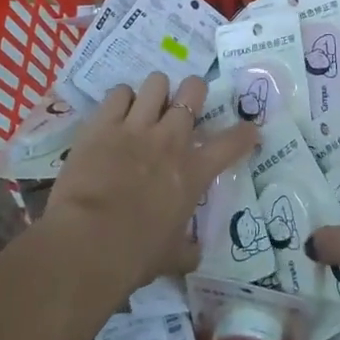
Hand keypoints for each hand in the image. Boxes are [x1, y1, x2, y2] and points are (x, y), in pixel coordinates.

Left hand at [41, 73, 259, 292]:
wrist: (89, 242)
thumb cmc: (136, 254)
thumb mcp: (172, 257)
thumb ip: (187, 249)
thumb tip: (194, 254)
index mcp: (193, 172)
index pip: (232, 143)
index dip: (245, 133)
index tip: (250, 130)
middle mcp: (170, 140)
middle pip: (193, 90)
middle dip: (193, 91)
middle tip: (185, 105)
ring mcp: (136, 127)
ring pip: (157, 83)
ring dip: (156, 92)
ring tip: (148, 105)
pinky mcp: (103, 124)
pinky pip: (119, 93)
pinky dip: (121, 99)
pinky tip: (117, 112)